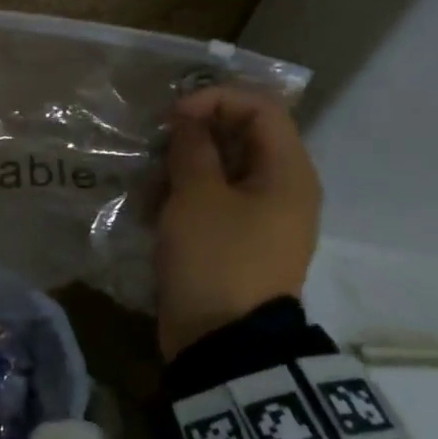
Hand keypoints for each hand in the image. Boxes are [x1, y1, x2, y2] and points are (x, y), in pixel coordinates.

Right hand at [155, 85, 321, 358]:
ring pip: (224, 170)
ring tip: (150, 183)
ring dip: (184, 167)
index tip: (172, 116)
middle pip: (243, 137)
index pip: (262, 108)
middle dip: (196, 134)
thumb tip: (189, 121)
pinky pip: (215, 202)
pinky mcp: (238, 241)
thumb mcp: (198, 196)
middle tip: (157, 147)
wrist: (223, 339)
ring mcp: (261, 218)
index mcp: (288, 173)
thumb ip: (193, 149)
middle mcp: (282, 189)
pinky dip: (186, 196)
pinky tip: (153, 208)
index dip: (216, 99)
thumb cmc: (215, 258)